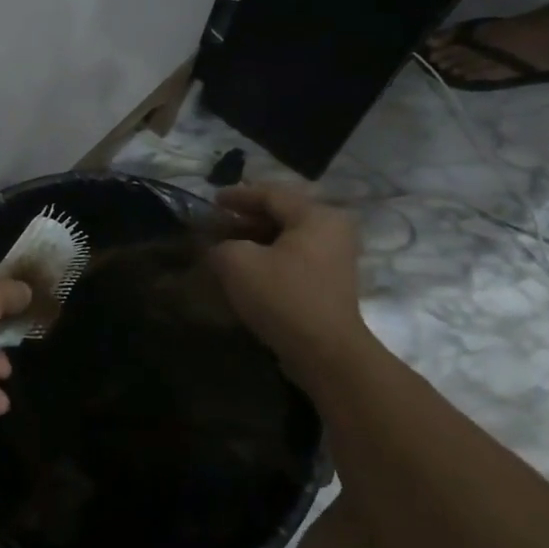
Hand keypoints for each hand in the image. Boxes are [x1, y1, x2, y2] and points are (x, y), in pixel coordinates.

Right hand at [209, 184, 369, 366]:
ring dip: (256, 239)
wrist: (325, 352)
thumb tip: (219, 248)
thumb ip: (221, 245)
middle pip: (282, 214)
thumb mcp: (237, 263)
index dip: (238, 196)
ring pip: (288, 238)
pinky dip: (270, 257)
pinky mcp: (331, 283)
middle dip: (247, 218)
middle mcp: (332, 230)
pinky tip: (248, 269)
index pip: (271, 194)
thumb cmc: (282, 297)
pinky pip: (295, 258)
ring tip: (227, 246)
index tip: (213, 200)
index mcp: (316, 216)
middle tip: (217, 224)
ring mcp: (335, 258)